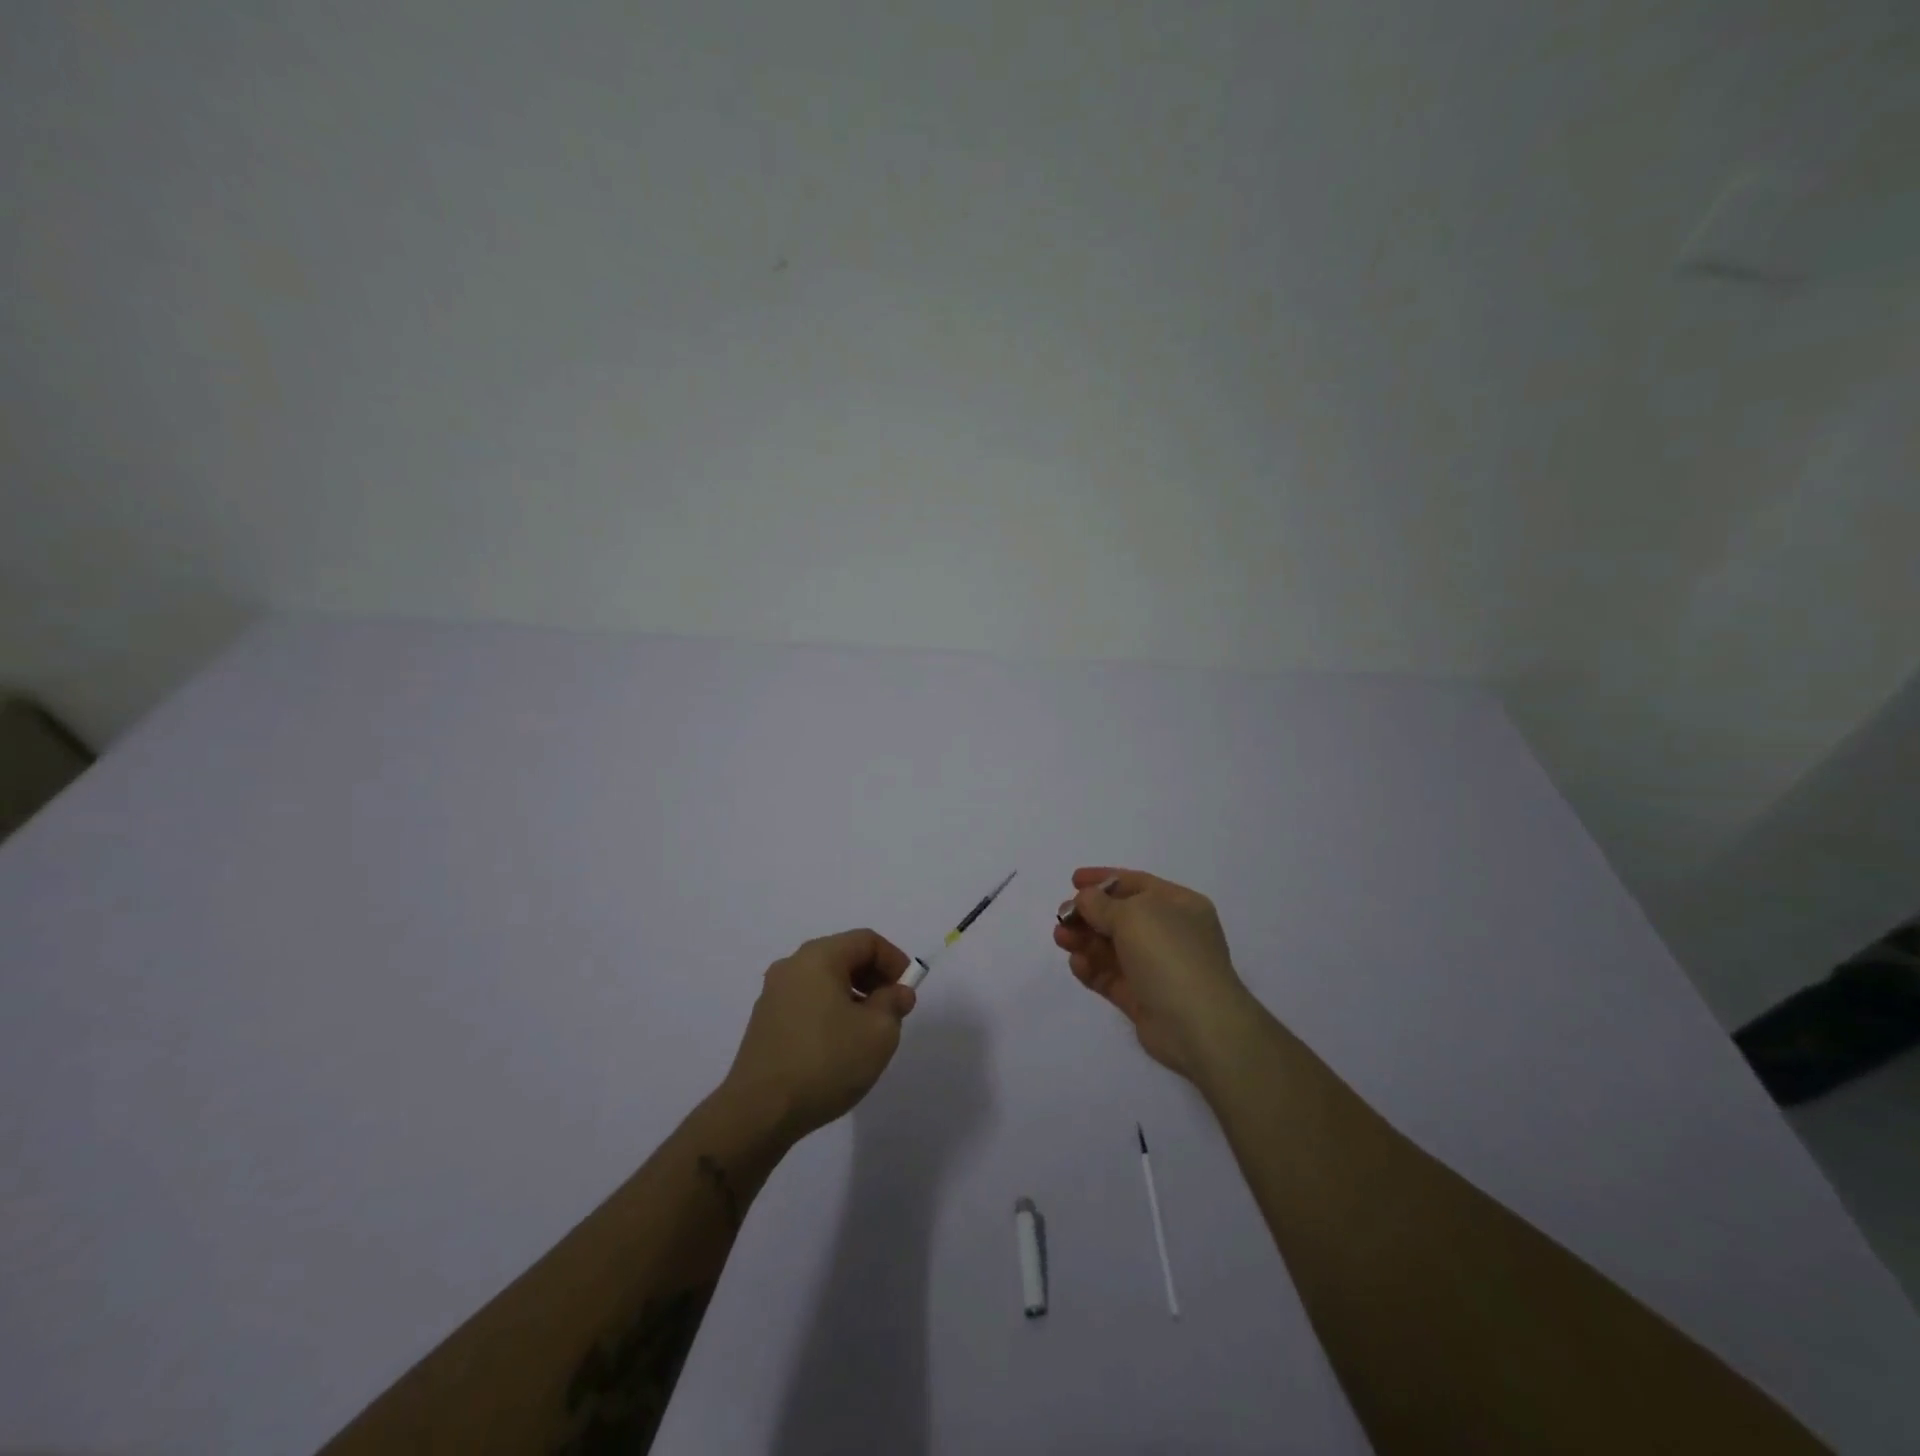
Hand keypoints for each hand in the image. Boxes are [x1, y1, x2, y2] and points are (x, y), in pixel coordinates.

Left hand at [723, 928, 917, 1142]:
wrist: (759, 1112)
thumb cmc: (826, 1062)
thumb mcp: (879, 1033)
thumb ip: (894, 1004)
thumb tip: (896, 993)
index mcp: (818, 957)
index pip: (866, 941)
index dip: (894, 960)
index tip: (908, 992)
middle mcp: (792, 966)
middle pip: (844, 956)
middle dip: (874, 979)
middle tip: (893, 1010)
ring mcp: (773, 995)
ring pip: (825, 981)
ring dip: (853, 997)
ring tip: (868, 1033)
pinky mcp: (764, 1023)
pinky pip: (807, 1003)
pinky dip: (830, 1012)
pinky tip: (838, 1047)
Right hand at [1053, 866, 1258, 1082]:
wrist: (1198, 1024)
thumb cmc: (1169, 954)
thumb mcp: (1133, 914)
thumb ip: (1101, 903)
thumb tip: (1085, 899)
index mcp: (1179, 905)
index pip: (1136, 883)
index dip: (1103, 879)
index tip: (1073, 880)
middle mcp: (1170, 933)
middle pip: (1121, 917)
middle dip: (1089, 914)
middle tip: (1062, 916)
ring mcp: (1157, 968)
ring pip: (1112, 948)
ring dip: (1085, 940)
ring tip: (1061, 938)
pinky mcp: (1143, 999)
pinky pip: (1111, 977)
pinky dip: (1092, 968)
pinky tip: (1076, 963)